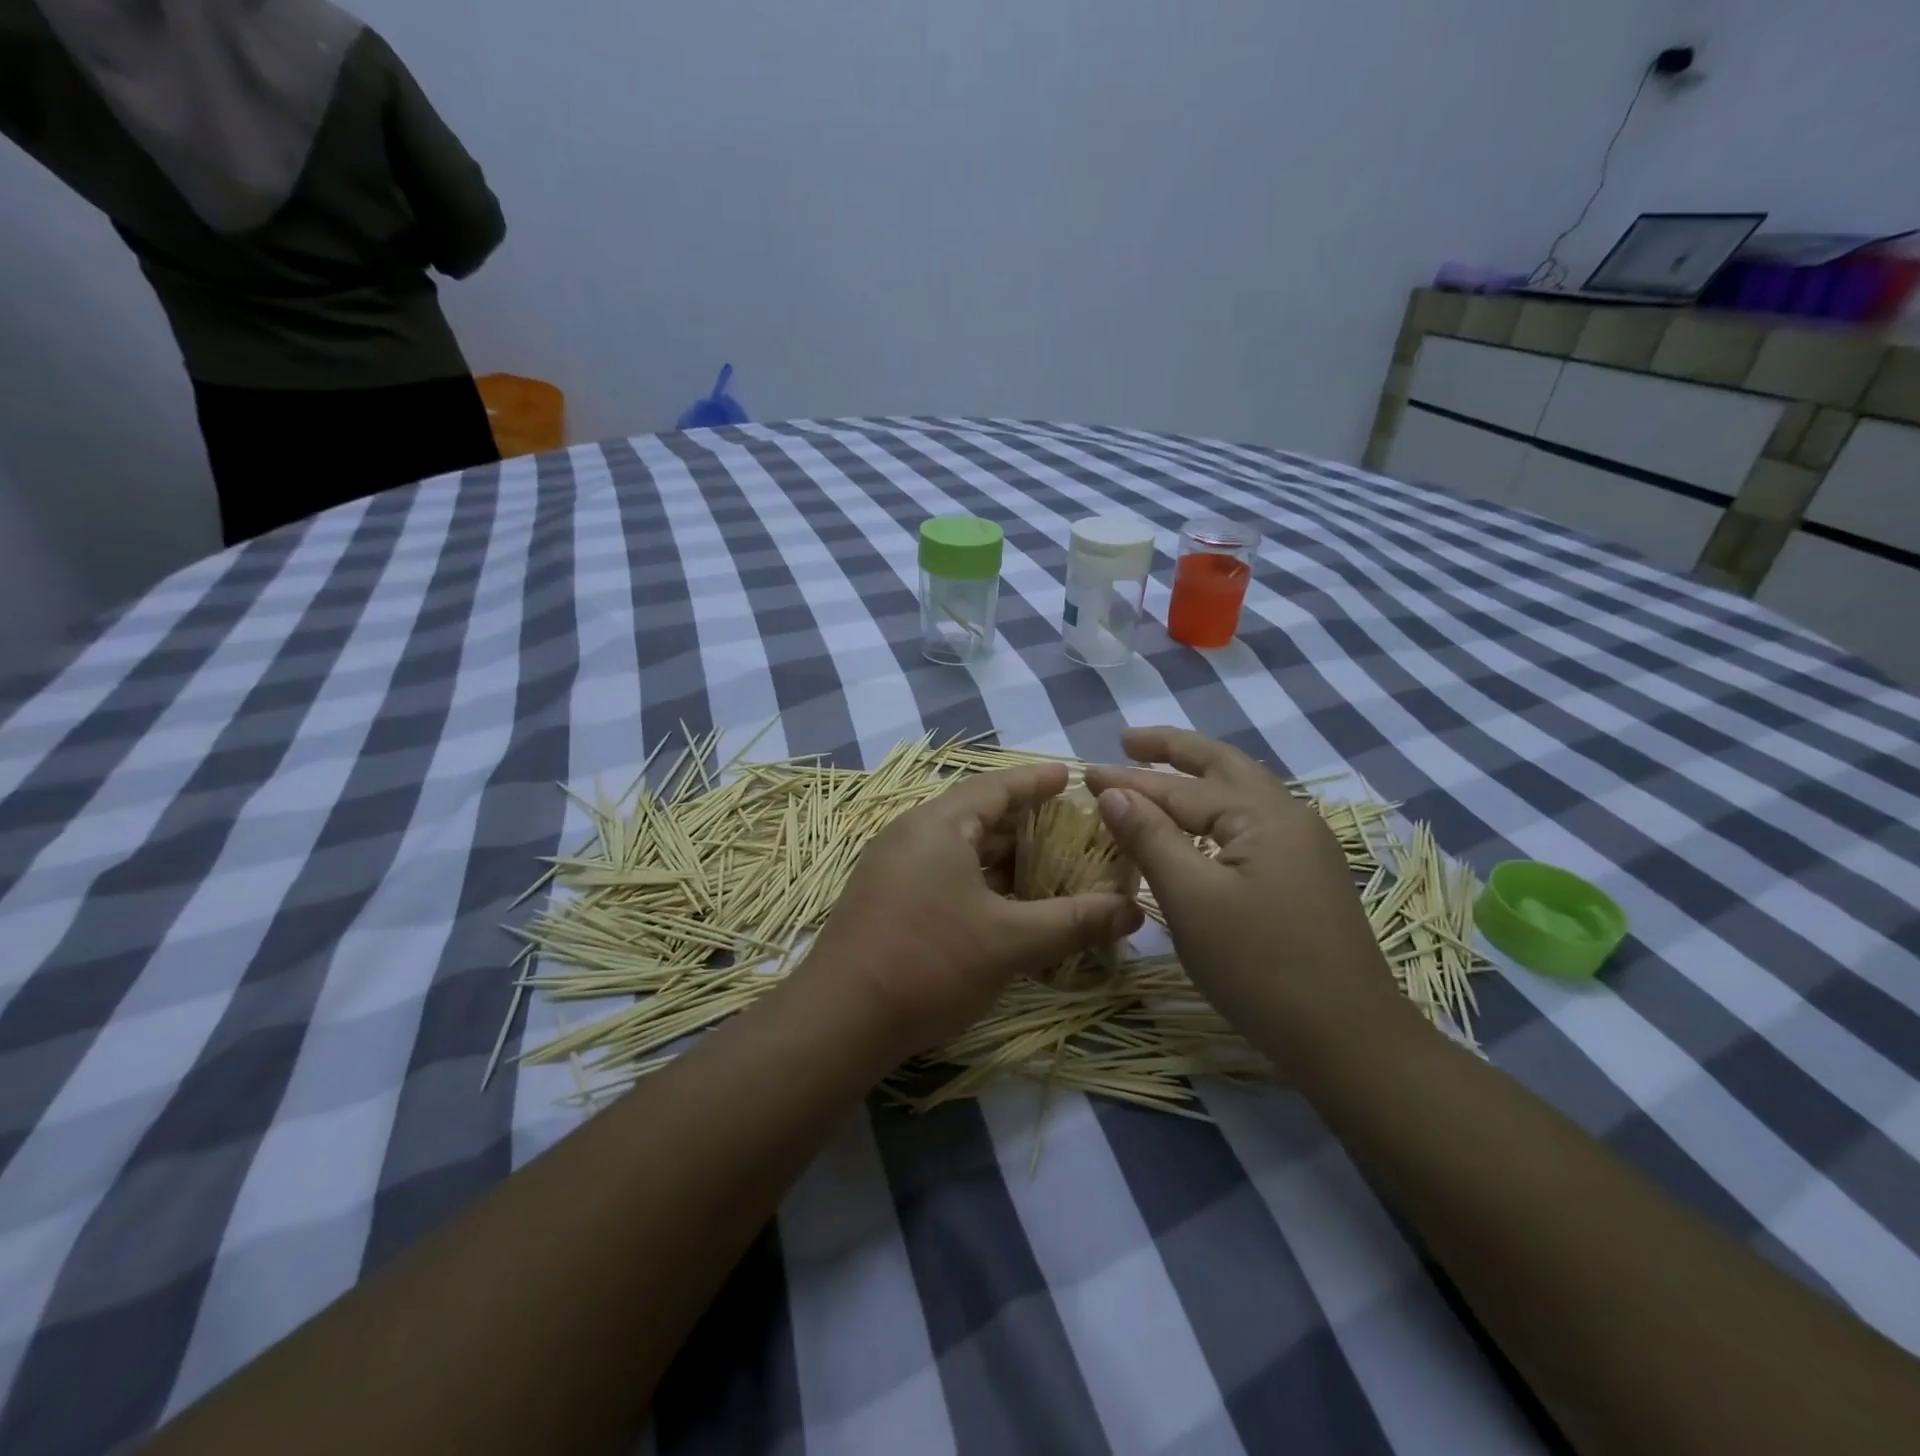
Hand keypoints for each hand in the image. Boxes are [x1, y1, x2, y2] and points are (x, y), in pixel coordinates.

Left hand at [802, 764, 1143, 1062]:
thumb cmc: (929, 963)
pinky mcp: (886, 898)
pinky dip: (978, 879)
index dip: (1036, 781)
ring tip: (1046, 867)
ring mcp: (893, 867)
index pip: (996, 787)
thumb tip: (1133, 911)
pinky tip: (1004, 905)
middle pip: (977, 815)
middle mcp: (911, 834)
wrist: (839, 1020)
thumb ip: (1074, 921)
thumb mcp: (1011, 942)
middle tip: (1070, 829)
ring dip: (1001, 856)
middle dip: (1024, 822)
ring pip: (959, 848)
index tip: (1069, 776)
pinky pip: (942, 872)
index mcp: (938, 824)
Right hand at [1084, 727, 1406, 1063]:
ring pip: (1239, 795)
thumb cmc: (1260, 966)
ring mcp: (1304, 847)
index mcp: (1264, 814)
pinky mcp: (1305, 877)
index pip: (1180, 788)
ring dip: (1195, 778)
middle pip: (1223, 766)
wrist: (1349, 1041)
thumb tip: (1112, 790)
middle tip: (1128, 740)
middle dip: (1173, 750)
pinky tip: (1197, 825)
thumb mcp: (1192, 899)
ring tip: (1156, 771)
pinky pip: (1249, 825)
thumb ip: (1150, 837)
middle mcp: (1290, 817)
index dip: (1128, 781)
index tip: (1083, 773)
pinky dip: (1213, 812)